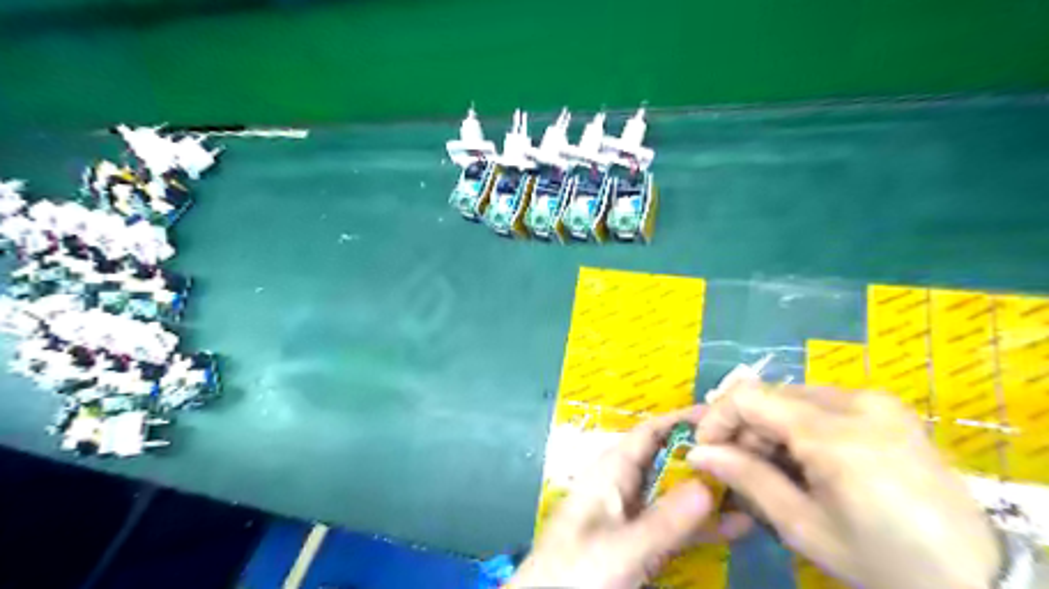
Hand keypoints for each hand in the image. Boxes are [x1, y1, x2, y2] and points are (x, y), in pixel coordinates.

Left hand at [510, 410, 749, 588]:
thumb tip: (710, 483)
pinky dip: (704, 523)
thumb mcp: (621, 547)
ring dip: (710, 488)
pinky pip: (676, 524)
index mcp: (610, 471)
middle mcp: (623, 485)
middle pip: (667, 459)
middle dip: (704, 453)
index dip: (683, 419)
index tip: (725, 414)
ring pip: (676, 491)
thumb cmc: (575, 572)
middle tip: (752, 450)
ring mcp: (632, 514)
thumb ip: (664, 520)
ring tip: (756, 484)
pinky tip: (740, 526)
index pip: (649, 433)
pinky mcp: (639, 541)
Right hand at [696, 385, 1002, 588]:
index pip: (749, 398)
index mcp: (834, 433)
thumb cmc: (881, 559)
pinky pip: (822, 403)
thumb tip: (697, 453)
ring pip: (794, 397)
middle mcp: (854, 401)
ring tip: (773, 467)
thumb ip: (747, 479)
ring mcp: (875, 401)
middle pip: (772, 395)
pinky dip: (799, 425)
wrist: (977, 577)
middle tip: (737, 465)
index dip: (717, 418)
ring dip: (770, 427)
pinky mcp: (887, 407)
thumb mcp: (804, 526)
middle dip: (745, 428)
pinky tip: (805, 459)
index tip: (705, 449)